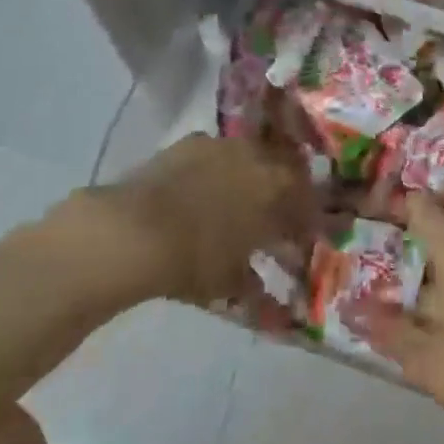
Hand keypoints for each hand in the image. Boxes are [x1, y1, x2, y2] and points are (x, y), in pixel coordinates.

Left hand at [103, 132, 313, 303]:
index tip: (301, 235)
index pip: (307, 200)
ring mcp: (224, 144)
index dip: (306, 218)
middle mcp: (259, 157)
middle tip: (275, 213)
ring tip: (238, 198)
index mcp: (278, 188)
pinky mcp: (192, 141)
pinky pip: (216, 153)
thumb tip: (272, 302)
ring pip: (250, 155)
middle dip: (284, 190)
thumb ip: (257, 286)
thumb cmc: (195, 259)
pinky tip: (203, 187)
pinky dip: (216, 168)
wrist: (136, 231)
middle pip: (284, 169)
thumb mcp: (231, 282)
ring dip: (250, 174)